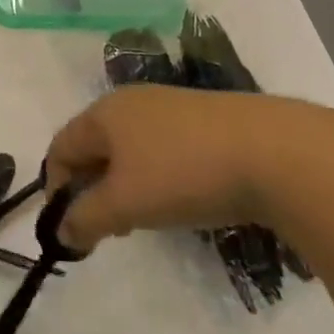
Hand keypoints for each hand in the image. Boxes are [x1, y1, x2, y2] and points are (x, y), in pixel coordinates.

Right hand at [46, 87, 333, 251]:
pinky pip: (163, 149)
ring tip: (145, 219)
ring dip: (125, 185)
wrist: (278, 153)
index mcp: (103, 112)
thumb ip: (85, 218)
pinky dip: (157, 176)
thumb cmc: (184, 174)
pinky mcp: (206, 120)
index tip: (70, 227)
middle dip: (92, 189)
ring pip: (130, 149)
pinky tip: (182, 199)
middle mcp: (132, 101)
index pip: (60, 148)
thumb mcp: (125, 204)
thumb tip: (62, 232)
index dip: (55, 189)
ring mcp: (172, 106)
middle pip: (94, 146)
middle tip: (107, 227)